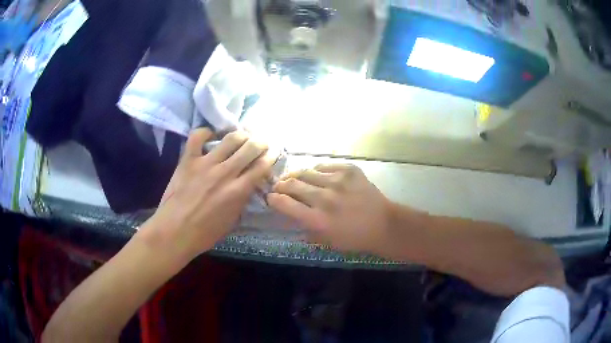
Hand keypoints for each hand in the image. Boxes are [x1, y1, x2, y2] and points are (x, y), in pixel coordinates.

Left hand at [144, 128, 276, 261]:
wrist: (174, 232)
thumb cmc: (204, 233)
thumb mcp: (231, 221)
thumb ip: (241, 200)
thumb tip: (248, 185)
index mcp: (238, 191)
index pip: (261, 166)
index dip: (270, 157)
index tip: (272, 154)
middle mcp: (225, 172)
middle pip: (250, 147)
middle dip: (260, 143)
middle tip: (261, 143)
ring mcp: (205, 163)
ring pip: (230, 138)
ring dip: (241, 135)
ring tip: (242, 137)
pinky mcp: (188, 160)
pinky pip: (197, 137)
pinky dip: (205, 132)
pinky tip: (211, 135)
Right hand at [268, 164, 392, 253]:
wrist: (383, 224)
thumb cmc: (354, 239)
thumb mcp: (326, 241)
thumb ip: (306, 228)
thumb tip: (291, 215)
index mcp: (317, 219)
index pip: (284, 203)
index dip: (273, 199)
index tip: (271, 198)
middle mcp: (324, 198)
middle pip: (292, 184)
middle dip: (281, 185)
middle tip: (279, 186)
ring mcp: (338, 181)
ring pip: (306, 172)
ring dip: (296, 175)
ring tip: (295, 178)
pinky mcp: (349, 171)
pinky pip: (325, 166)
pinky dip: (317, 171)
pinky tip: (318, 175)